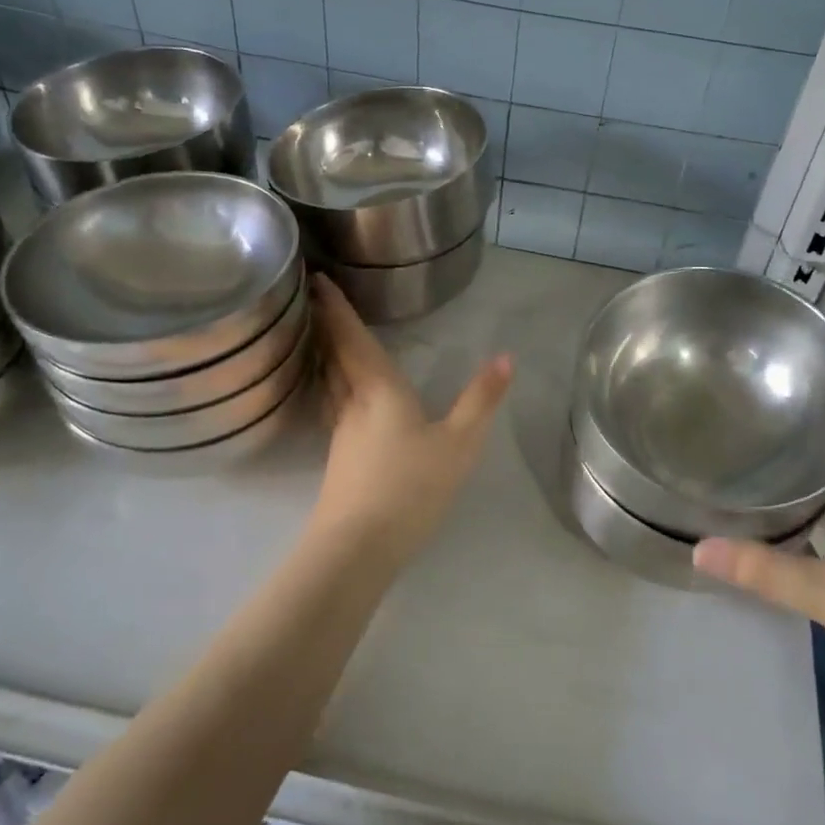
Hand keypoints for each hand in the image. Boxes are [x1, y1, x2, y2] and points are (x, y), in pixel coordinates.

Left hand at [308, 274, 511, 566]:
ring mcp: (341, 432)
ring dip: (326, 355)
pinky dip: (333, 384)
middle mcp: (353, 403)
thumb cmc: (411, 486)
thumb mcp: (459, 443)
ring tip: (327, 338)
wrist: (359, 546)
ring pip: (329, 381)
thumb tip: (505, 358)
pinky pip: (333, 403)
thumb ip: (481, 400)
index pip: (353, 338)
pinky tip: (343, 395)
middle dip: (328, 325)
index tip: (318, 279)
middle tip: (320, 298)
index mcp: (379, 389)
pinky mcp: (339, 458)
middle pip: (335, 356)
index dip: (336, 307)